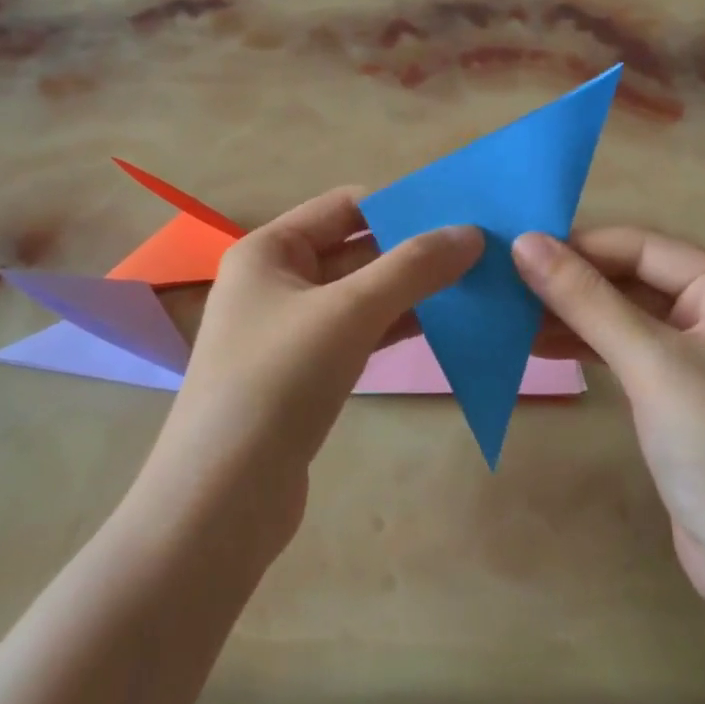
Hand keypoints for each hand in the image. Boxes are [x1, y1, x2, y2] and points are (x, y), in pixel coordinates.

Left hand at [146, 188, 480, 551]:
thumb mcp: (349, 312)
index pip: (343, 205)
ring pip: (359, 295)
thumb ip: (412, 268)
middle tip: (481, 252)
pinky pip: (356, 334)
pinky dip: (395, 327)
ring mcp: (288, 331)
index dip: (400, 205)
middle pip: (354, 249)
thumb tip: (471, 233)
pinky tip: (442, 327)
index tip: (460, 215)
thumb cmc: (278, 381)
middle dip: (412, 250)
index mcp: (268, 249)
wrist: (223, 498)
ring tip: (474, 285)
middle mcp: (275, 281)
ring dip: (410, 290)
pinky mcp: (304, 375)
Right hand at [512, 229, 704, 602]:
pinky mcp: (677, 391)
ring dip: (570, 315)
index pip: (642, 248)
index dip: (578, 245)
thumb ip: (586, 300)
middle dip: (570, 282)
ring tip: (508, 315)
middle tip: (503, 282)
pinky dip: (584, 346)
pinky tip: (537, 345)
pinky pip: (624, 350)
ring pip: (622, 316)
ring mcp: (699, 354)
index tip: (514, 248)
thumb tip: (524, 243)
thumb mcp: (650, 363)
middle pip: (631, 279)